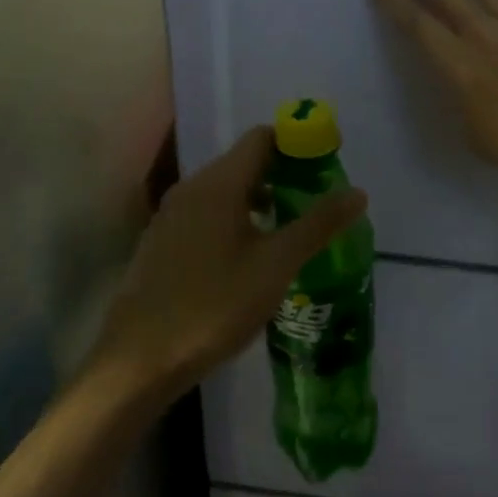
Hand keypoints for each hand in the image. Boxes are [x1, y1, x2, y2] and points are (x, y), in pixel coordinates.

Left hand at [90, 127, 368, 400]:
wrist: (140, 358)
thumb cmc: (214, 305)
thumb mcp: (276, 265)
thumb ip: (317, 224)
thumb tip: (358, 192)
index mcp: (219, 183)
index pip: (262, 138)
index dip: (296, 145)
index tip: (324, 168)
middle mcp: (192, 187)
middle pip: (243, 162)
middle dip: (281, 175)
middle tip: (314, 203)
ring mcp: (172, 214)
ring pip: (223, 190)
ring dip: (258, 199)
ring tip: (287, 230)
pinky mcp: (162, 241)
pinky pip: (205, 213)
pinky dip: (233, 219)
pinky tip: (247, 256)